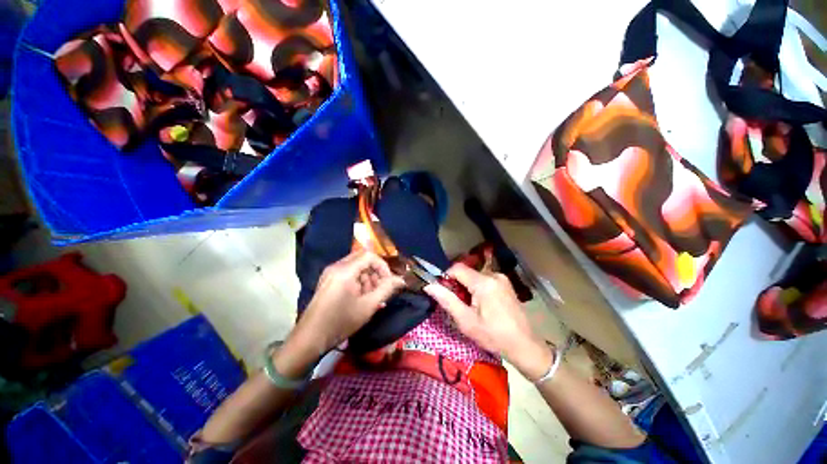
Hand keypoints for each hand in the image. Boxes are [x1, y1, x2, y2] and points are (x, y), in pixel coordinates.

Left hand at [288, 250, 405, 361]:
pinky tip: (361, 298)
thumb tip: (401, 280)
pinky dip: (358, 282)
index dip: (383, 266)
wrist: (310, 338)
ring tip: (371, 297)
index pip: (369, 256)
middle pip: (362, 259)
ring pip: (356, 267)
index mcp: (345, 270)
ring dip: (367, 278)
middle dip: (375, 272)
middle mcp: (336, 267)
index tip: (389, 281)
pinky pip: (348, 274)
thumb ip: (386, 289)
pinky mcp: (328, 281)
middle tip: (380, 289)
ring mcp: (330, 273)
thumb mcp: (368, 306)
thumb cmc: (341, 321)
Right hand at [423, 263, 552, 380]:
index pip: (457, 268)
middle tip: (458, 304)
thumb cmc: (493, 336)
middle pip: (466, 272)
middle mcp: (493, 275)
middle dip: (457, 284)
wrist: (525, 346)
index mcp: (484, 282)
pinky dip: (477, 288)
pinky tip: (481, 305)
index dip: (446, 277)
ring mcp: (501, 278)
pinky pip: (485, 280)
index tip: (444, 293)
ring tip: (470, 307)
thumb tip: (428, 285)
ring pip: (475, 276)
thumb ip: (447, 300)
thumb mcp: (466, 321)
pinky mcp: (506, 284)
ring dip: (467, 287)